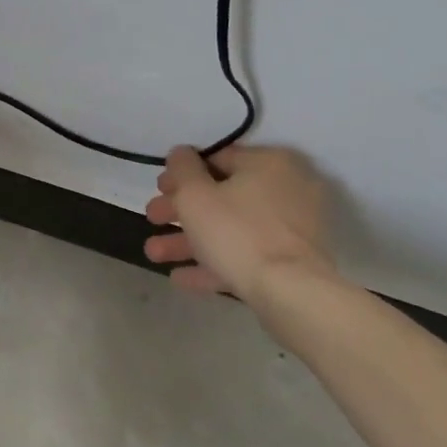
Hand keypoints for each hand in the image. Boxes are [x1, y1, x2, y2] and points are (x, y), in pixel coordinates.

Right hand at [142, 145, 335, 301]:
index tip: (158, 190)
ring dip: (190, 240)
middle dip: (180, 211)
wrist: (291, 293)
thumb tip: (181, 154)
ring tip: (154, 255)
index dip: (182, 174)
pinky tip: (181, 277)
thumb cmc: (237, 232)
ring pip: (232, 228)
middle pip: (222, 195)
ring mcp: (294, 228)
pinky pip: (248, 254)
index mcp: (269, 163)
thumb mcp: (195, 194)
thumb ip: (182, 168)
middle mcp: (287, 189)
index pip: (217, 159)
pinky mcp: (293, 262)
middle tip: (152, 219)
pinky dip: (215, 262)